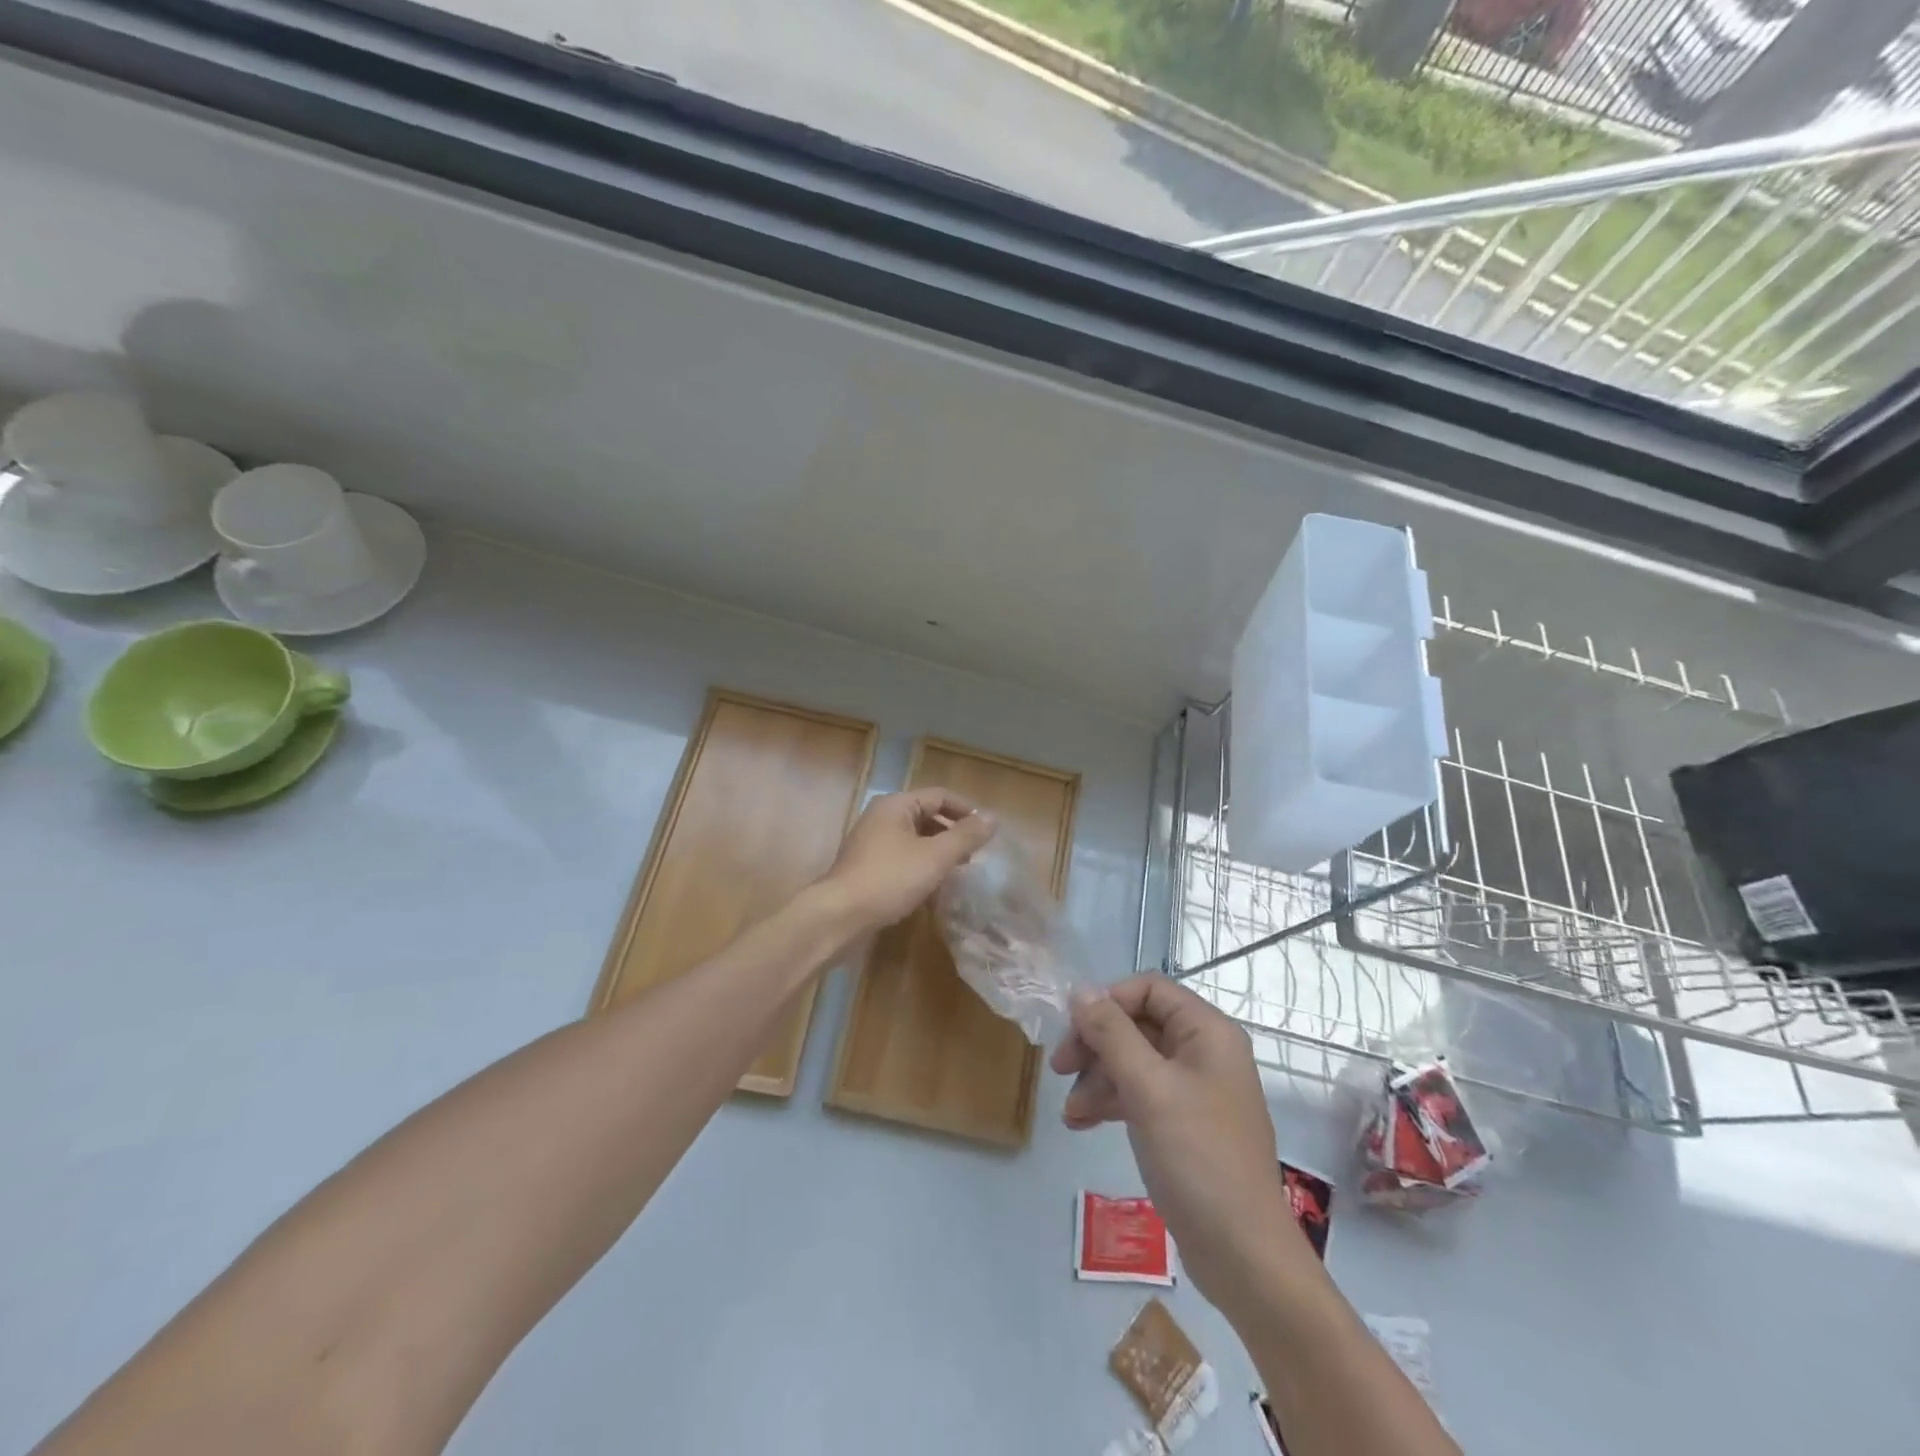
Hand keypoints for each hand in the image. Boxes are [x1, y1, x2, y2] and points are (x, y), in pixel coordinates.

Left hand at [818, 788, 995, 931]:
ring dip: (938, 850)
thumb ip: (965, 836)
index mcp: (896, 805)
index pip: (940, 796)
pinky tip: (934, 885)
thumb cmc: (889, 879)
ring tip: (959, 870)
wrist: (839, 916)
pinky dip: (921, 865)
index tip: (988, 831)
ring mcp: (871, 842)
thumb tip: (992, 818)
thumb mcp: (935, 856)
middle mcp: (881, 817)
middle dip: (953, 832)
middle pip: (926, 815)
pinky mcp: (867, 866)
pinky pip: (902, 856)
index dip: (967, 810)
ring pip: (915, 838)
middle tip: (976, 853)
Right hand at [1051, 975, 1298, 1314]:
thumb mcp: (1148, 1088)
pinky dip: (1111, 1102)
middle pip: (1138, 1024)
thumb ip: (1111, 1033)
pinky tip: (1081, 1124)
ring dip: (1097, 1078)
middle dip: (1096, 1043)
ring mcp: (1195, 1090)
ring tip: (1069, 1111)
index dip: (1108, 1001)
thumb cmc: (1197, 1157)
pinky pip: (1141, 1094)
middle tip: (1060, 1068)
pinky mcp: (1184, 1124)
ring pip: (1134, 1061)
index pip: (1150, 989)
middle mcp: (1204, 1052)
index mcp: (1207, 1032)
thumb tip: (1079, 990)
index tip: (1073, 1027)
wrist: (1243, 1255)